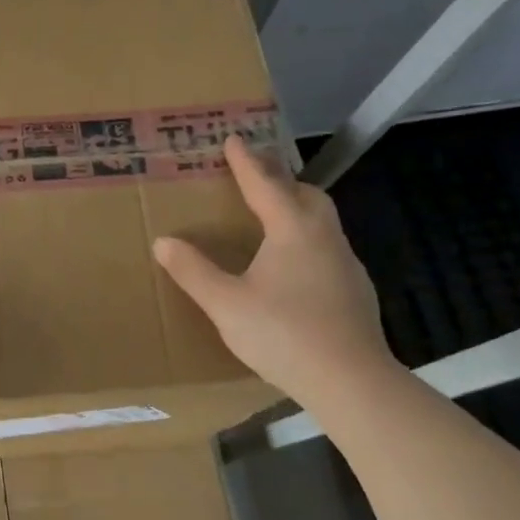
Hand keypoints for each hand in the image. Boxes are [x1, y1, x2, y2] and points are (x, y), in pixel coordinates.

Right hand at [154, 136, 394, 402]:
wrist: (351, 381)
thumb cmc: (284, 334)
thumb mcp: (226, 304)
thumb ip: (194, 271)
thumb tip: (163, 242)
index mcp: (292, 230)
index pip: (265, 185)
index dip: (246, 162)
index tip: (234, 139)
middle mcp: (324, 237)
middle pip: (305, 194)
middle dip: (280, 179)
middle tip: (257, 175)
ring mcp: (345, 264)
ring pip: (321, 221)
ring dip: (297, 208)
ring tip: (273, 216)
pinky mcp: (355, 290)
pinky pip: (327, 247)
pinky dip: (307, 239)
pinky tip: (294, 266)